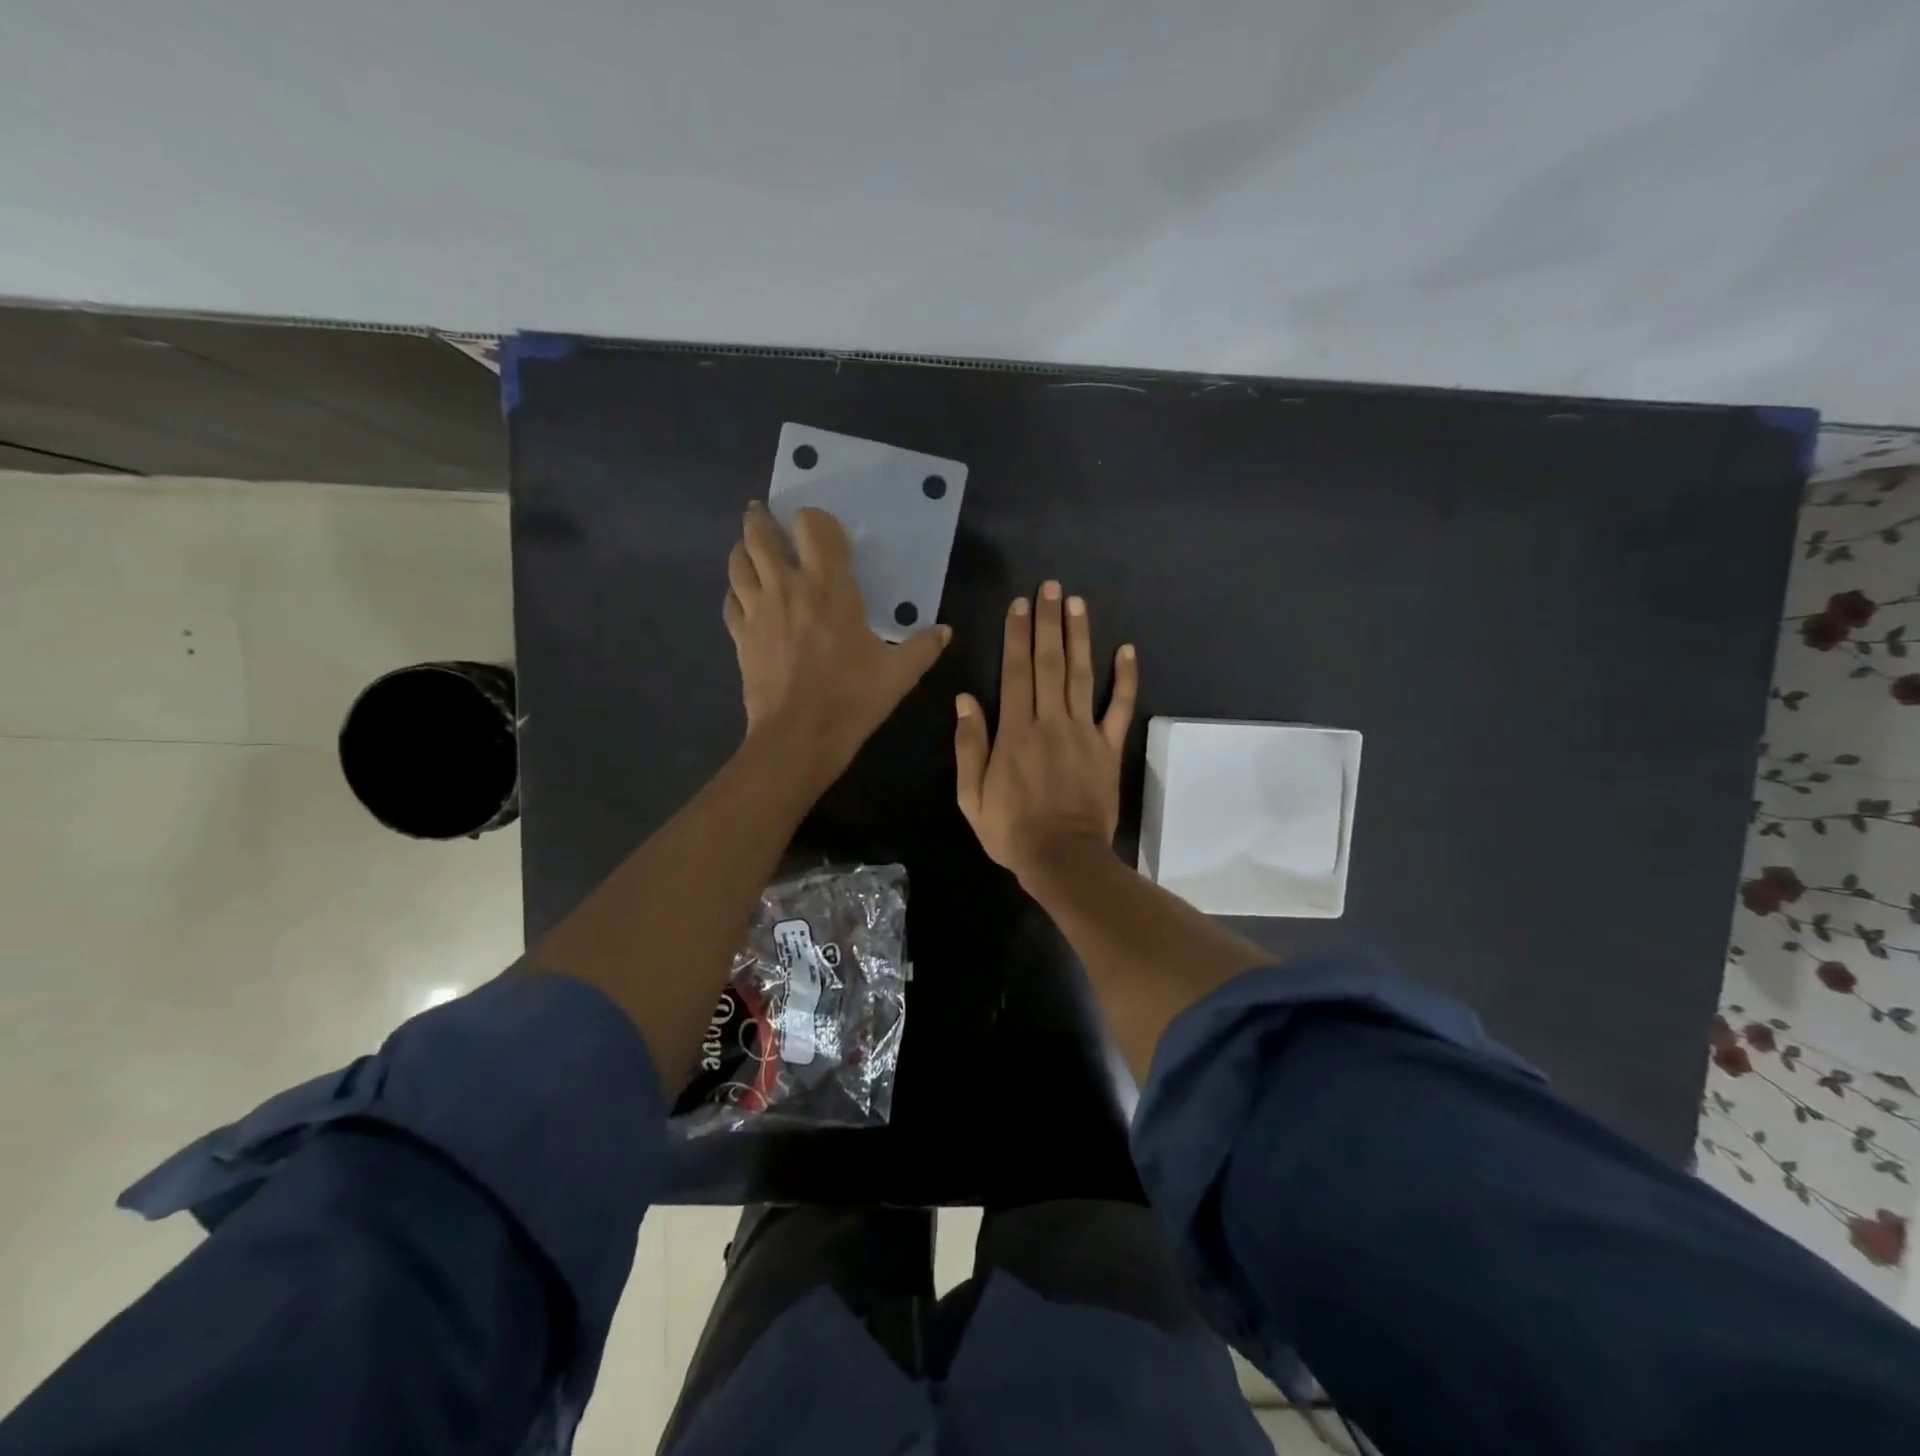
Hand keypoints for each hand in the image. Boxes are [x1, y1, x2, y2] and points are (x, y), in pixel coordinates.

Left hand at [725, 502, 949, 779]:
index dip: (815, 519)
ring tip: (752, 550)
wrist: (798, 737)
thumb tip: (945, 631)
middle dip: (763, 519)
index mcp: (828, 585)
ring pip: (737, 561)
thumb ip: (923, 647)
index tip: (822, 531)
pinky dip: (736, 591)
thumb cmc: (851, 699)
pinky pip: (730, 600)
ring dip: (744, 549)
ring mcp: (757, 609)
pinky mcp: (740, 635)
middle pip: (760, 533)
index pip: (812, 525)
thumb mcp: (898, 674)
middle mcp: (786, 586)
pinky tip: (746, 598)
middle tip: (768, 517)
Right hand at [954, 580, 1138, 882]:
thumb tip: (965, 699)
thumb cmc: (1011, 829)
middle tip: (1050, 587)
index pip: (1015, 672)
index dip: (1016, 636)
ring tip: (1076, 603)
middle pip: (1049, 663)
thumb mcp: (971, 795)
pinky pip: (1119, 707)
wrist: (1063, 858)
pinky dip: (1125, 678)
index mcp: (1015, 731)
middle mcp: (1050, 721)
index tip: (1019, 605)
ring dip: (1079, 636)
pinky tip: (1127, 650)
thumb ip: (969, 745)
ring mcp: (1084, 732)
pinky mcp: (1108, 747)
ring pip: (1082, 675)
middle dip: (1048, 622)